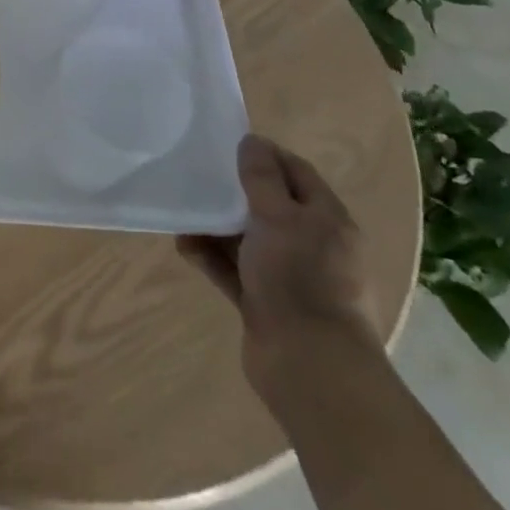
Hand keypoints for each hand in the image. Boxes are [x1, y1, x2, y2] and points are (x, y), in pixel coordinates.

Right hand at [178, 134, 376, 390]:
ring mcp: (289, 277)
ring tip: (183, 214)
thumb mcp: (279, 217)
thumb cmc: (299, 278)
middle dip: (233, 192)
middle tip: (198, 176)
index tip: (228, 145)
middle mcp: (312, 245)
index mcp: (327, 219)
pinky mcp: (266, 304)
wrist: (310, 368)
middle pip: (269, 206)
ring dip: (216, 226)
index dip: (265, 155)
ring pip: (247, 239)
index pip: (296, 172)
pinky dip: (211, 257)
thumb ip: (262, 178)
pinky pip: (234, 270)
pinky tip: (184, 247)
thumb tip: (252, 141)